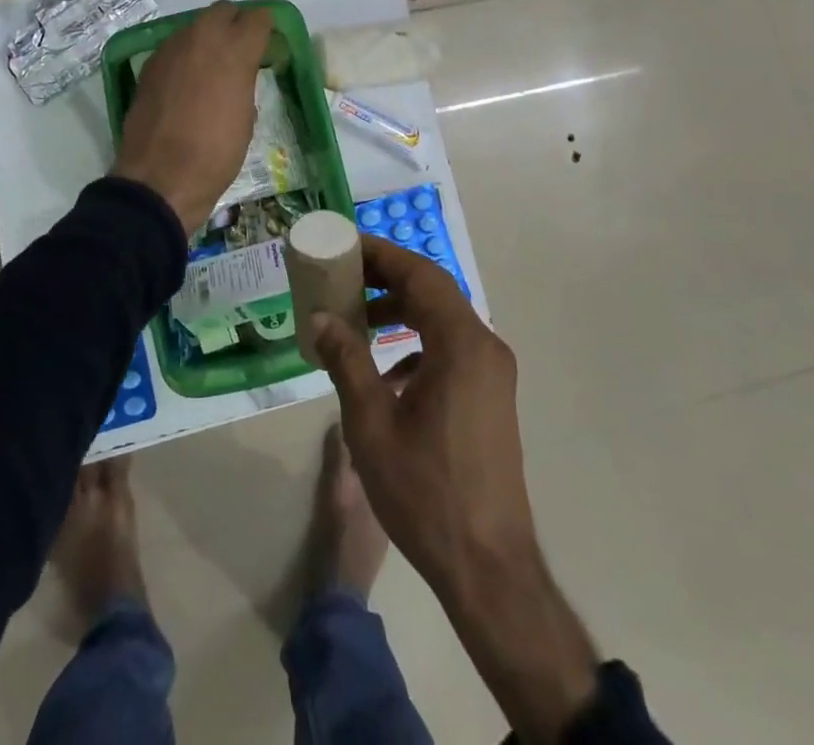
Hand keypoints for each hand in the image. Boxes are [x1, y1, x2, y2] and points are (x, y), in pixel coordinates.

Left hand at [110, 1, 272, 234]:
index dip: (265, 28)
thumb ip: (244, 82)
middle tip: (240, 50)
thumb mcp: (246, 117)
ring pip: (195, 26)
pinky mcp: (150, 65)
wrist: (160, 178)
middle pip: (223, 11)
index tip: (267, 44)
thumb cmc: (216, 154)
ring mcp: (171, 49)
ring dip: (207, 38)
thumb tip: (239, 73)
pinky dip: (185, 55)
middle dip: (234, 24)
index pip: (258, 18)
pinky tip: (187, 81)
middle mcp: (202, 38)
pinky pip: (174, 47)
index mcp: (235, 50)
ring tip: (212, 66)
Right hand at [310, 236, 597, 743]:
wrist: (488, 566)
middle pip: (433, 290)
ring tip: (356, 316)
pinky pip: (451, 347)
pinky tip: (385, 368)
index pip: (420, 274)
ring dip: (401, 308)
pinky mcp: (490, 395)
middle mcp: (485, 347)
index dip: (381, 254)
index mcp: (462, 344)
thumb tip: (320, 318)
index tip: (344, 246)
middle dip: (386, 277)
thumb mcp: (371, 422)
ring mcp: (493, 372)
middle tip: (342, 275)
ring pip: (443, 318)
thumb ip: (346, 360)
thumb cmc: (425, 490)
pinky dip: (417, 340)